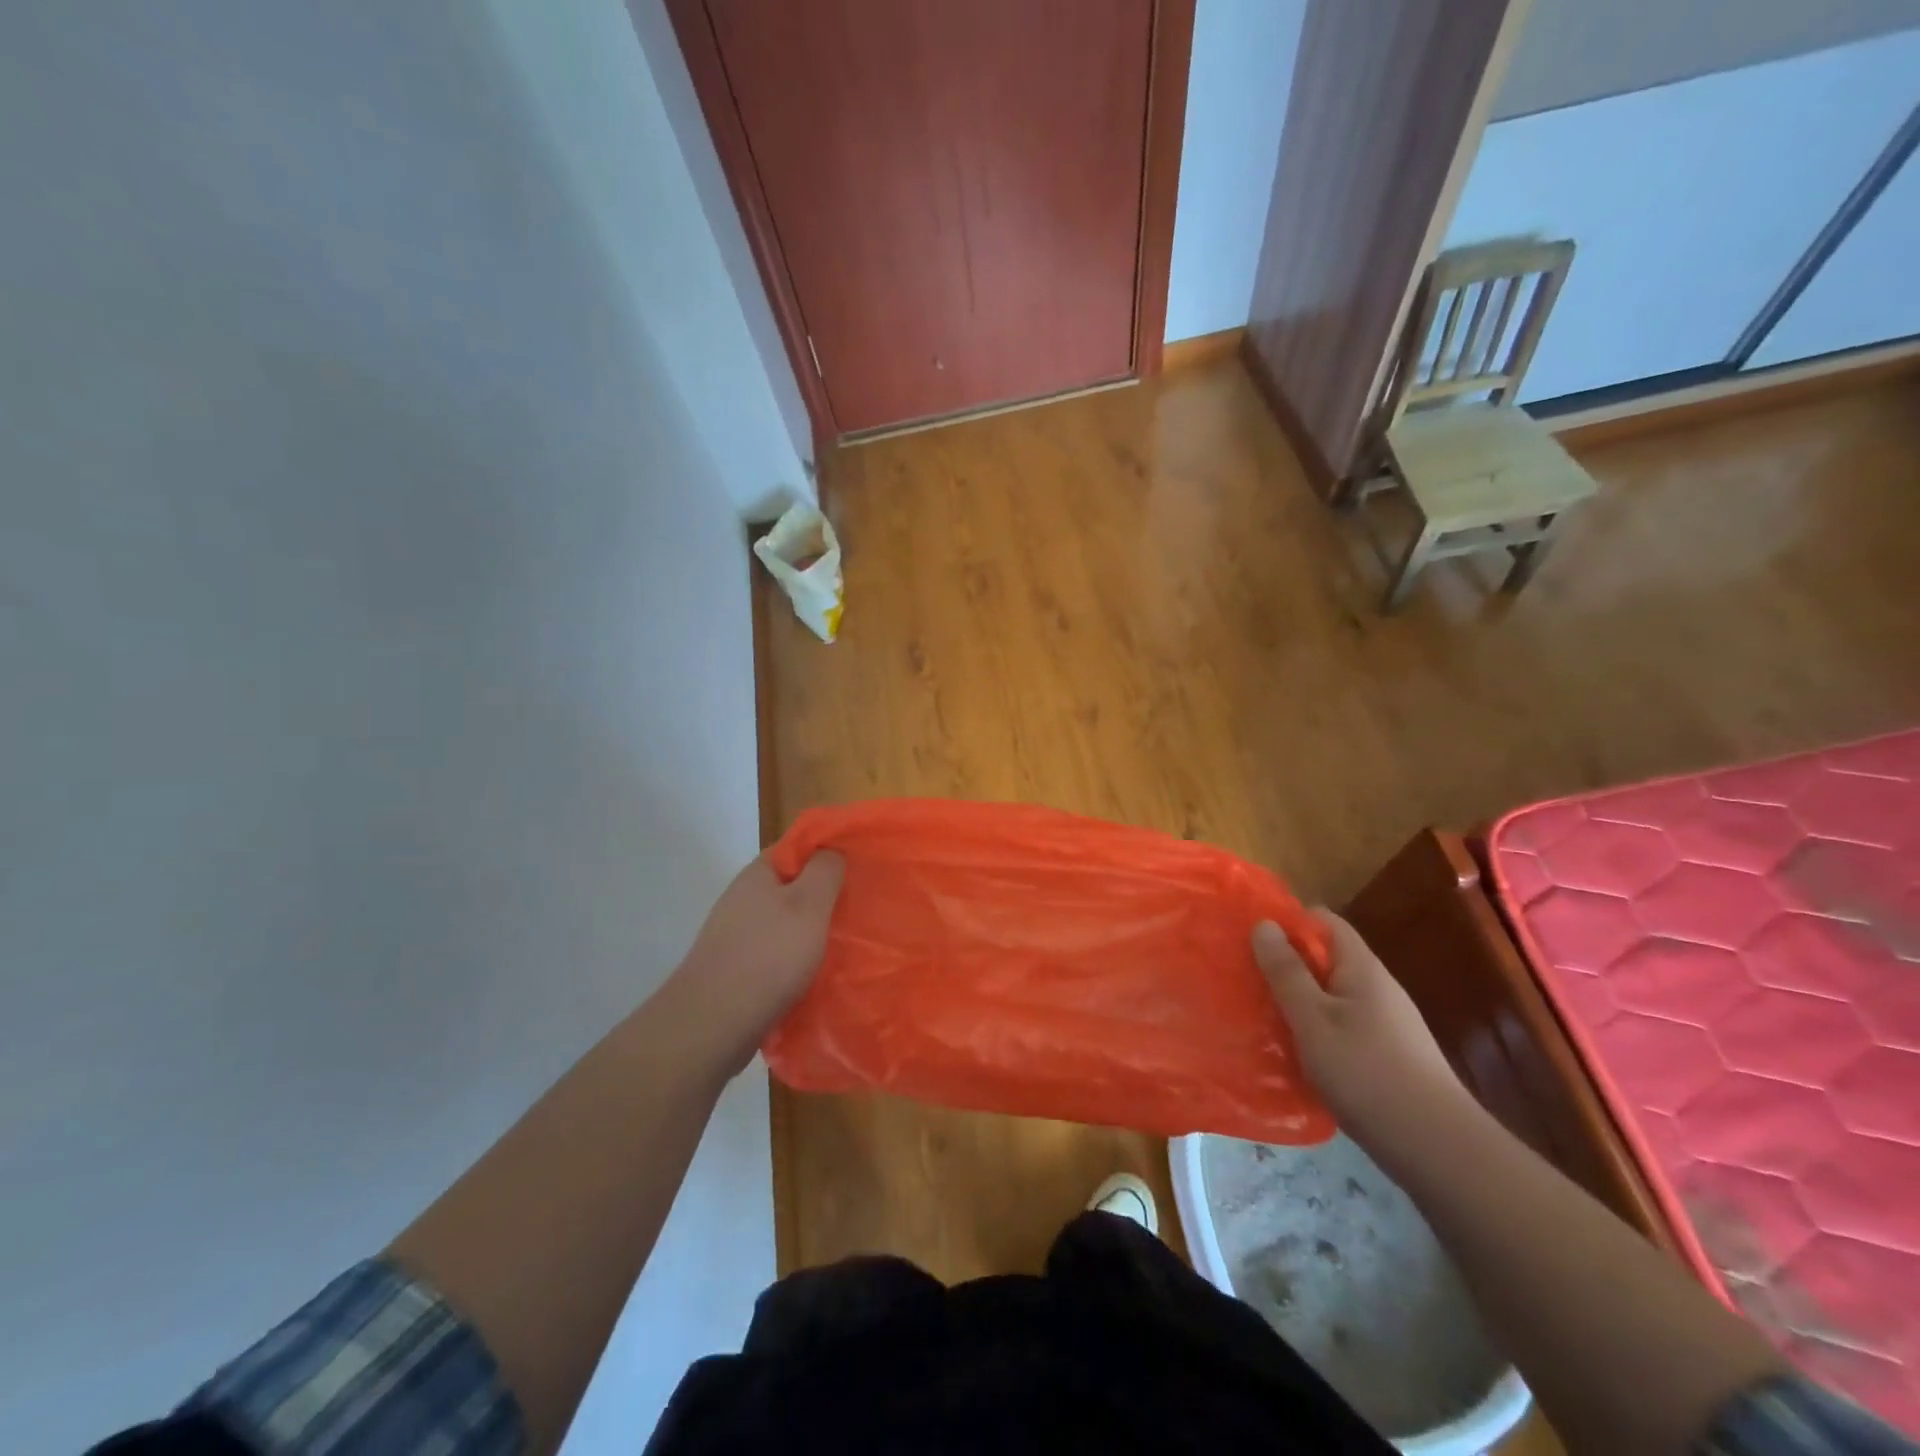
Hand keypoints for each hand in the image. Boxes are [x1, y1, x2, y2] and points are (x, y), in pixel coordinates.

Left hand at [666, 850, 844, 1074]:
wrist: (712, 1025)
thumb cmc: (769, 956)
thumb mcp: (809, 904)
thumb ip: (825, 870)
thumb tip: (831, 851)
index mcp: (758, 874)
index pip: (797, 847)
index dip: (828, 854)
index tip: (858, 869)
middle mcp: (743, 898)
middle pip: (792, 886)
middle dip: (824, 897)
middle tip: (857, 910)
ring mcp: (736, 935)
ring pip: (785, 923)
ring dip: (811, 932)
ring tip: (843, 945)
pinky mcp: (735, 968)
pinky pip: (775, 953)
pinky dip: (795, 960)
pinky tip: (814, 975)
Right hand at [1252, 911, 1470, 1159]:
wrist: (1438, 1149)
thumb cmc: (1367, 1073)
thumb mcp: (1313, 1019)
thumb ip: (1286, 972)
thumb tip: (1264, 923)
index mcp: (1361, 968)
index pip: (1323, 921)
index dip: (1287, 922)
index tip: (1250, 939)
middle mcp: (1377, 988)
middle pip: (1326, 959)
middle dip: (1286, 966)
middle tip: (1246, 979)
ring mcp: (1386, 1023)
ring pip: (1331, 996)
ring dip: (1298, 1001)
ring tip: (1261, 1016)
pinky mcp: (1387, 1055)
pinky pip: (1341, 1027)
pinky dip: (1315, 1031)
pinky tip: (1295, 1053)